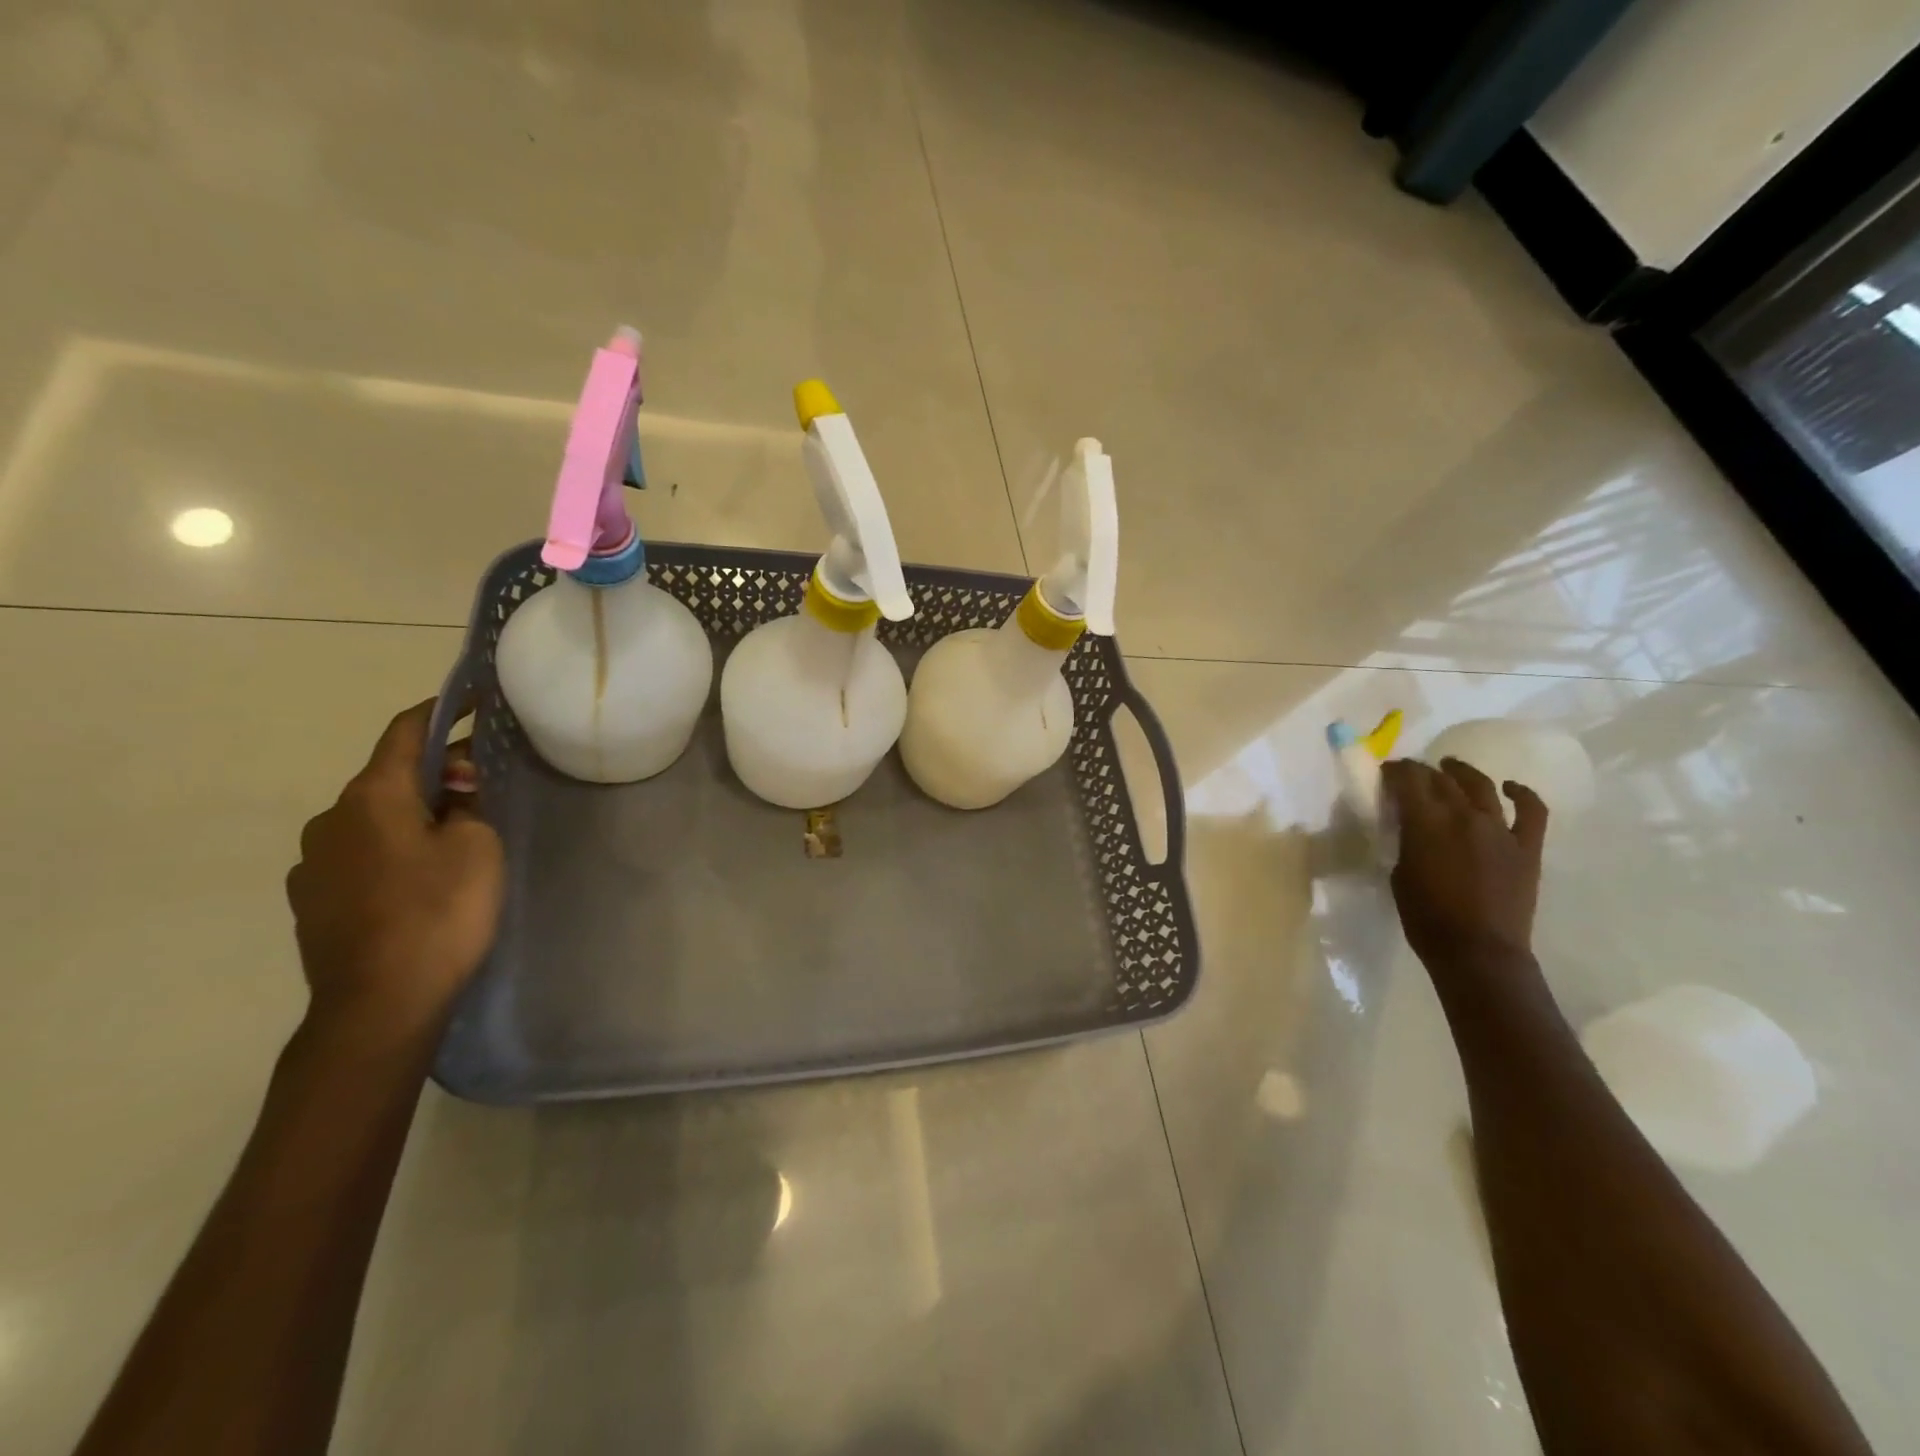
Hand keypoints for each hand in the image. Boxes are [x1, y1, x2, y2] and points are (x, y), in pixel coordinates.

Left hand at [286, 700, 504, 1042]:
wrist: (379, 1005)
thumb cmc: (438, 913)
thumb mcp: (476, 847)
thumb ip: (466, 807)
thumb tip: (451, 793)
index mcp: (370, 797)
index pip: (404, 733)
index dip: (441, 711)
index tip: (473, 700)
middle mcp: (329, 821)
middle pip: (389, 778)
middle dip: (435, 772)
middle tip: (482, 783)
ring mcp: (312, 865)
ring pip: (373, 820)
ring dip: (413, 814)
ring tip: (455, 837)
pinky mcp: (311, 902)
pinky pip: (360, 855)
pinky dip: (393, 849)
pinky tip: (421, 878)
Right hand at [1382, 757, 1547, 972]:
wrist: (1478, 952)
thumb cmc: (1426, 918)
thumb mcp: (1400, 874)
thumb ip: (1407, 842)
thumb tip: (1410, 826)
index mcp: (1426, 824)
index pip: (1409, 781)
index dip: (1396, 770)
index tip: (1387, 770)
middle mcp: (1464, 817)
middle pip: (1442, 780)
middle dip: (1423, 771)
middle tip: (1412, 773)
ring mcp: (1500, 830)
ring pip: (1481, 786)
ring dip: (1463, 773)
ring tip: (1452, 767)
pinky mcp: (1526, 847)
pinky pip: (1531, 811)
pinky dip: (1522, 794)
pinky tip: (1511, 787)